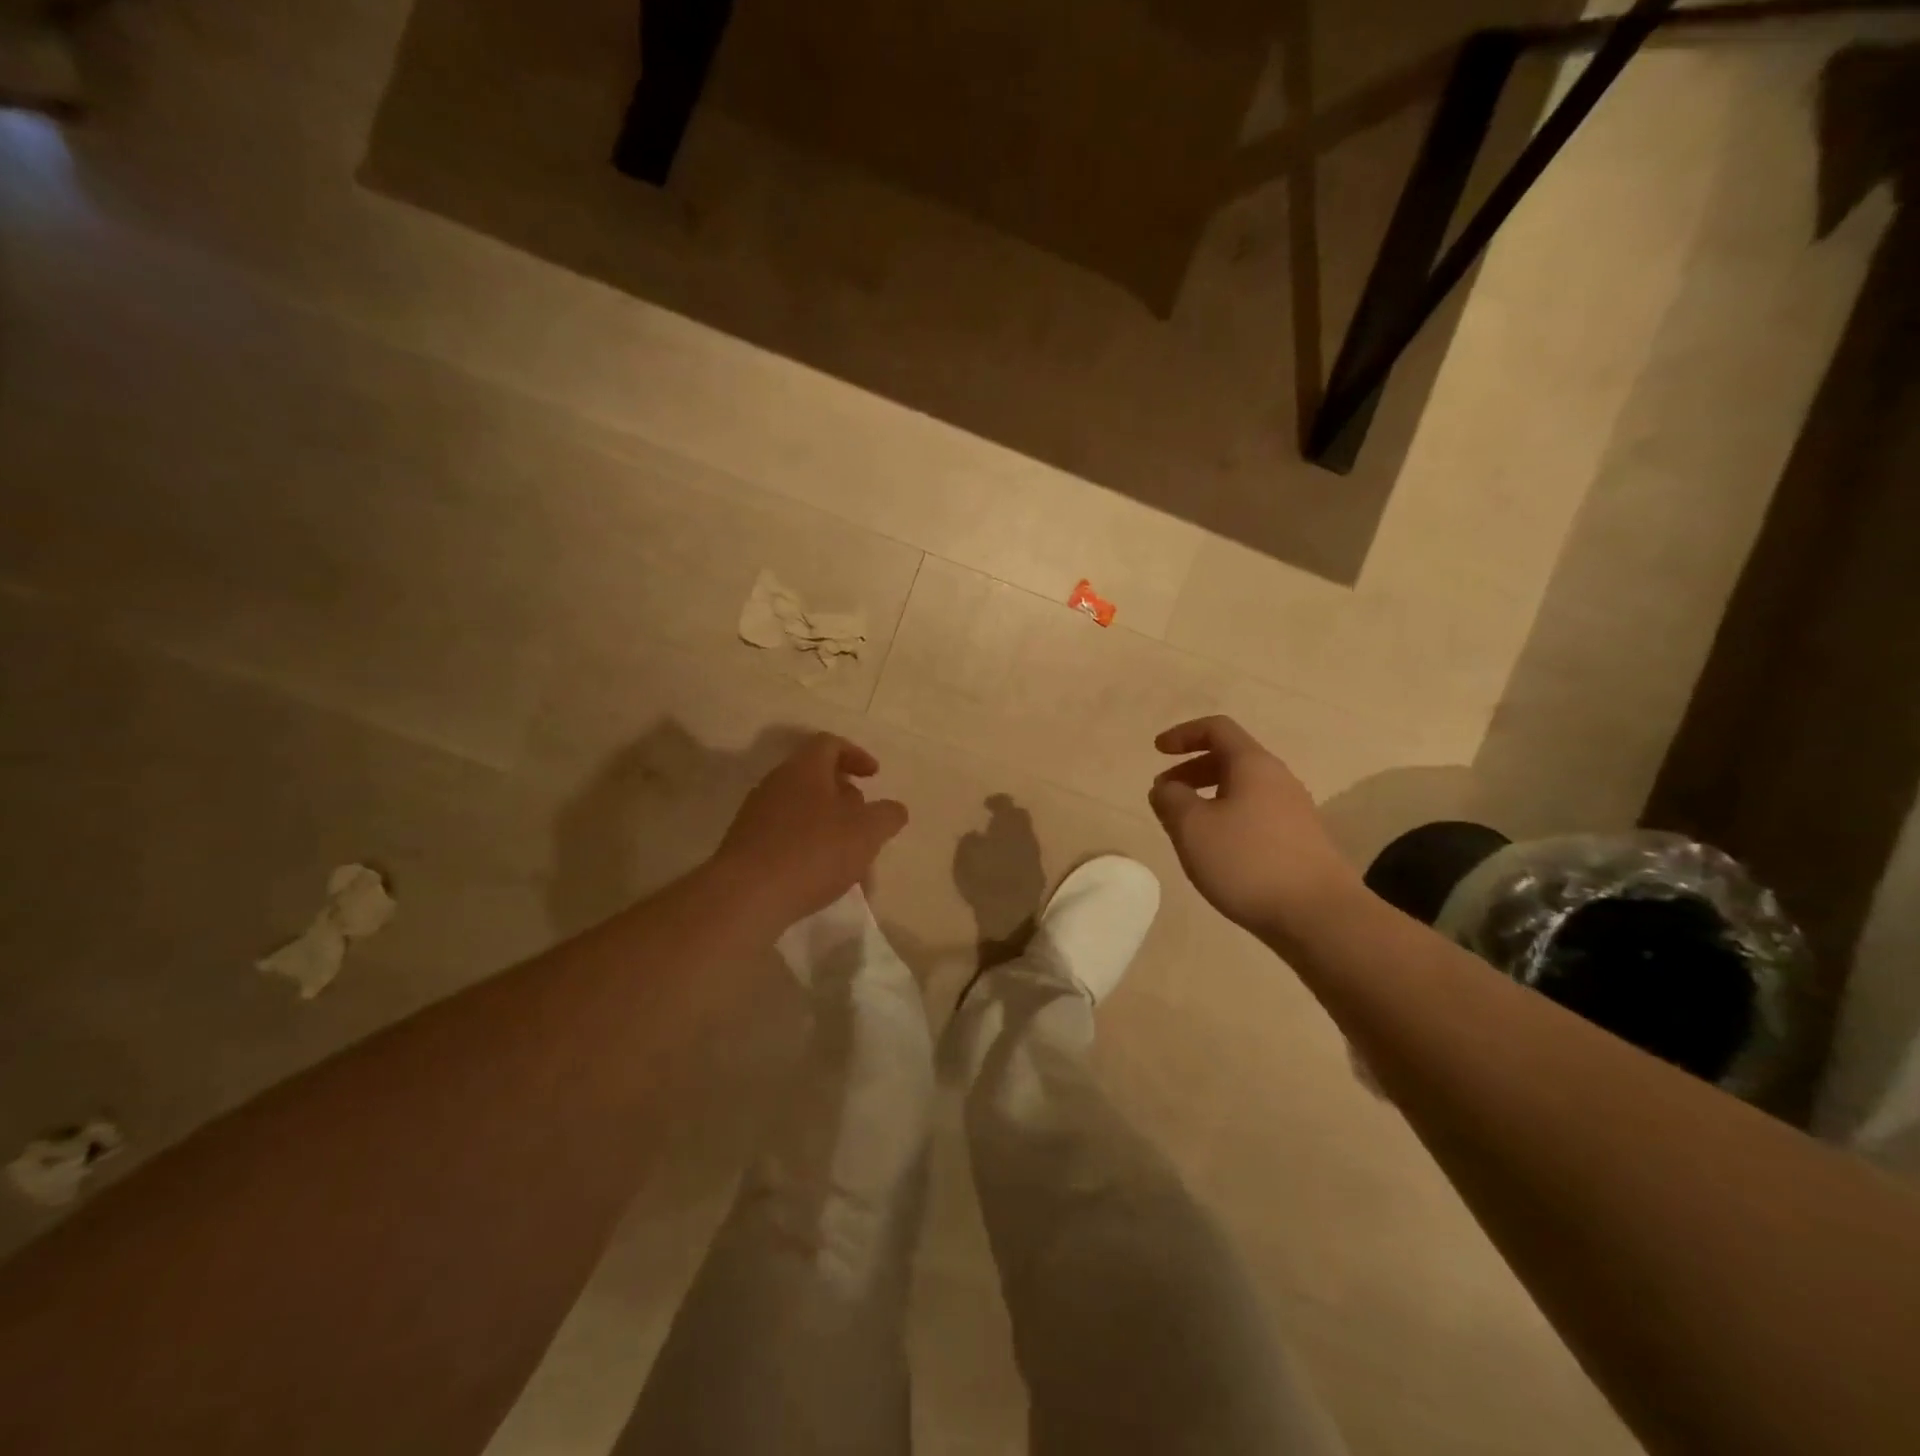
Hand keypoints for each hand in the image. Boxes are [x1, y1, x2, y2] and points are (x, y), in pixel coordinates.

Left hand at [712, 733, 908, 925]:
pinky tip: (820, 875)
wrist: (746, 896)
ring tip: (848, 856)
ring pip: (801, 809)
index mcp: (804, 769)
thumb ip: (887, 816)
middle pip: (815, 777)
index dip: (856, 755)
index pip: (829, 744)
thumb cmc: (813, 852)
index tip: (874, 776)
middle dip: (844, 795)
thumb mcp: (867, 832)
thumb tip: (894, 809)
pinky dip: (808, 846)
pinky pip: (784, 835)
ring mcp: (756, 815)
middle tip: (864, 820)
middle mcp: (776, 783)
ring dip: (828, 825)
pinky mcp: (745, 845)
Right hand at [1148, 715, 1362, 936]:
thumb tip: (1166, 788)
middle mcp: (1278, 780)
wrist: (1319, 916)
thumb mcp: (1192, 828)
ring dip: (1209, 797)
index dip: (1184, 734)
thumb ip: (1171, 800)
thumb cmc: (1248, 861)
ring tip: (1186, 826)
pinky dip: (1228, 819)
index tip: (1157, 751)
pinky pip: (1256, 815)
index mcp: (1253, 765)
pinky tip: (1217, 851)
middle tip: (1165, 793)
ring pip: (1244, 789)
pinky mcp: (1301, 842)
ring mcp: (1294, 811)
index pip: (1217, 729)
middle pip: (1231, 758)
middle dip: (1192, 769)